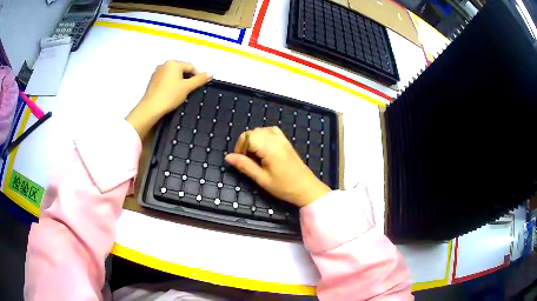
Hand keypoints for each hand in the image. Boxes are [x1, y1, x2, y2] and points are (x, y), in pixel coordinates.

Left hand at [126, 60, 211, 138]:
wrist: (151, 109)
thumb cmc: (167, 96)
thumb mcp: (188, 87)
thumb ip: (200, 79)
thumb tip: (210, 74)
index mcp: (173, 63)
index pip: (191, 67)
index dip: (197, 76)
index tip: (199, 85)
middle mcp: (164, 65)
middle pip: (181, 70)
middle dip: (187, 80)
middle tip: (190, 91)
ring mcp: (157, 74)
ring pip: (173, 76)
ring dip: (178, 83)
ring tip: (180, 95)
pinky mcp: (153, 82)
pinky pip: (165, 81)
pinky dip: (170, 87)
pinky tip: (171, 96)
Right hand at [225, 127, 330, 206]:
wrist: (306, 188)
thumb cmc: (284, 187)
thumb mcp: (261, 179)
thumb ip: (244, 166)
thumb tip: (228, 157)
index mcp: (269, 148)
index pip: (247, 137)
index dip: (240, 147)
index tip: (240, 161)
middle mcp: (276, 139)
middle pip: (253, 132)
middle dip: (245, 144)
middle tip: (247, 161)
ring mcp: (282, 139)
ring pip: (261, 130)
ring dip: (254, 140)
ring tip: (255, 156)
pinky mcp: (286, 142)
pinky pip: (272, 131)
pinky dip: (264, 136)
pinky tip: (264, 148)